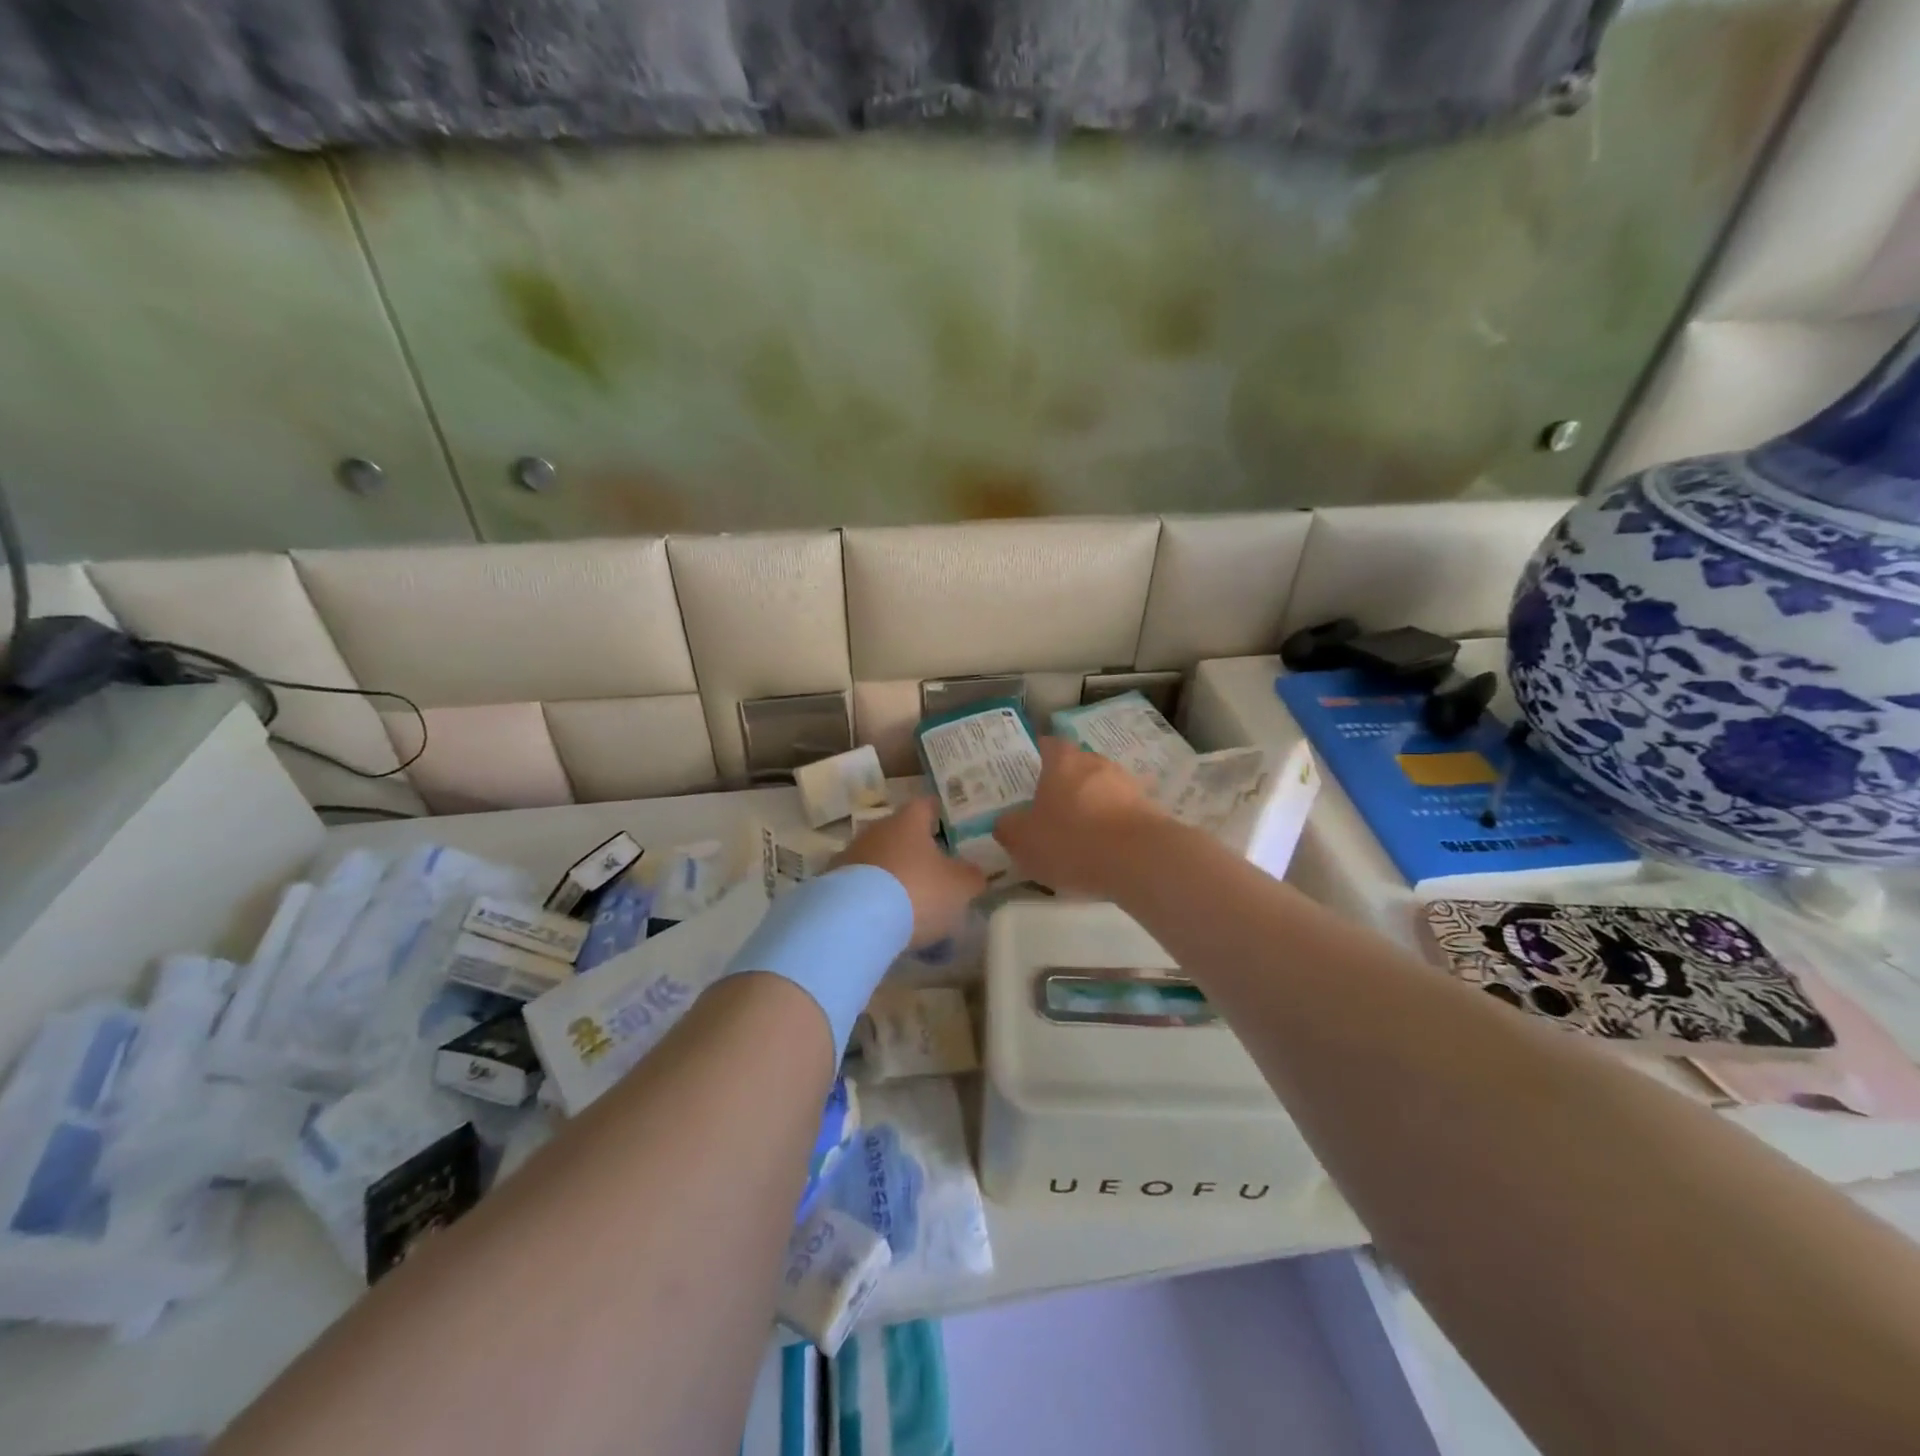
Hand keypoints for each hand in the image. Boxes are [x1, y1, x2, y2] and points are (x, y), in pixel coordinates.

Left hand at [832, 797, 986, 947]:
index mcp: (908, 822)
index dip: (936, 811)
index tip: (943, 818)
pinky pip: (860, 885)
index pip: (924, 805)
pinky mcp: (831, 883)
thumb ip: (970, 877)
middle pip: (898, 832)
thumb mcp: (959, 887)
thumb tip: (974, 872)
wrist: (855, 921)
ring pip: (878, 859)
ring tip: (907, 901)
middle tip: (931, 868)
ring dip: (891, 874)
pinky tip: (883, 918)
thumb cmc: (917, 891)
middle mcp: (876, 830)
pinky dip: (871, 897)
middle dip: (913, 848)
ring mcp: (850, 856)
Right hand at [993, 737, 1165, 895]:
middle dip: (1063, 786)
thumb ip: (1008, 827)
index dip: (1035, 758)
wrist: (1140, 860)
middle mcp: (1096, 763)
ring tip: (1077, 837)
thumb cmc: (1072, 840)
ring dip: (1089, 807)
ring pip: (1100, 790)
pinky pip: (1120, 813)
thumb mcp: (1023, 840)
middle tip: (1048, 811)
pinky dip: (1110, 827)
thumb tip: (1006, 821)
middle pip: (1075, 767)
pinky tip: (1102, 852)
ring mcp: (1127, 784)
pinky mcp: (1148, 809)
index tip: (1026, 776)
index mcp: (1062, 761)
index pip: (1047, 745)